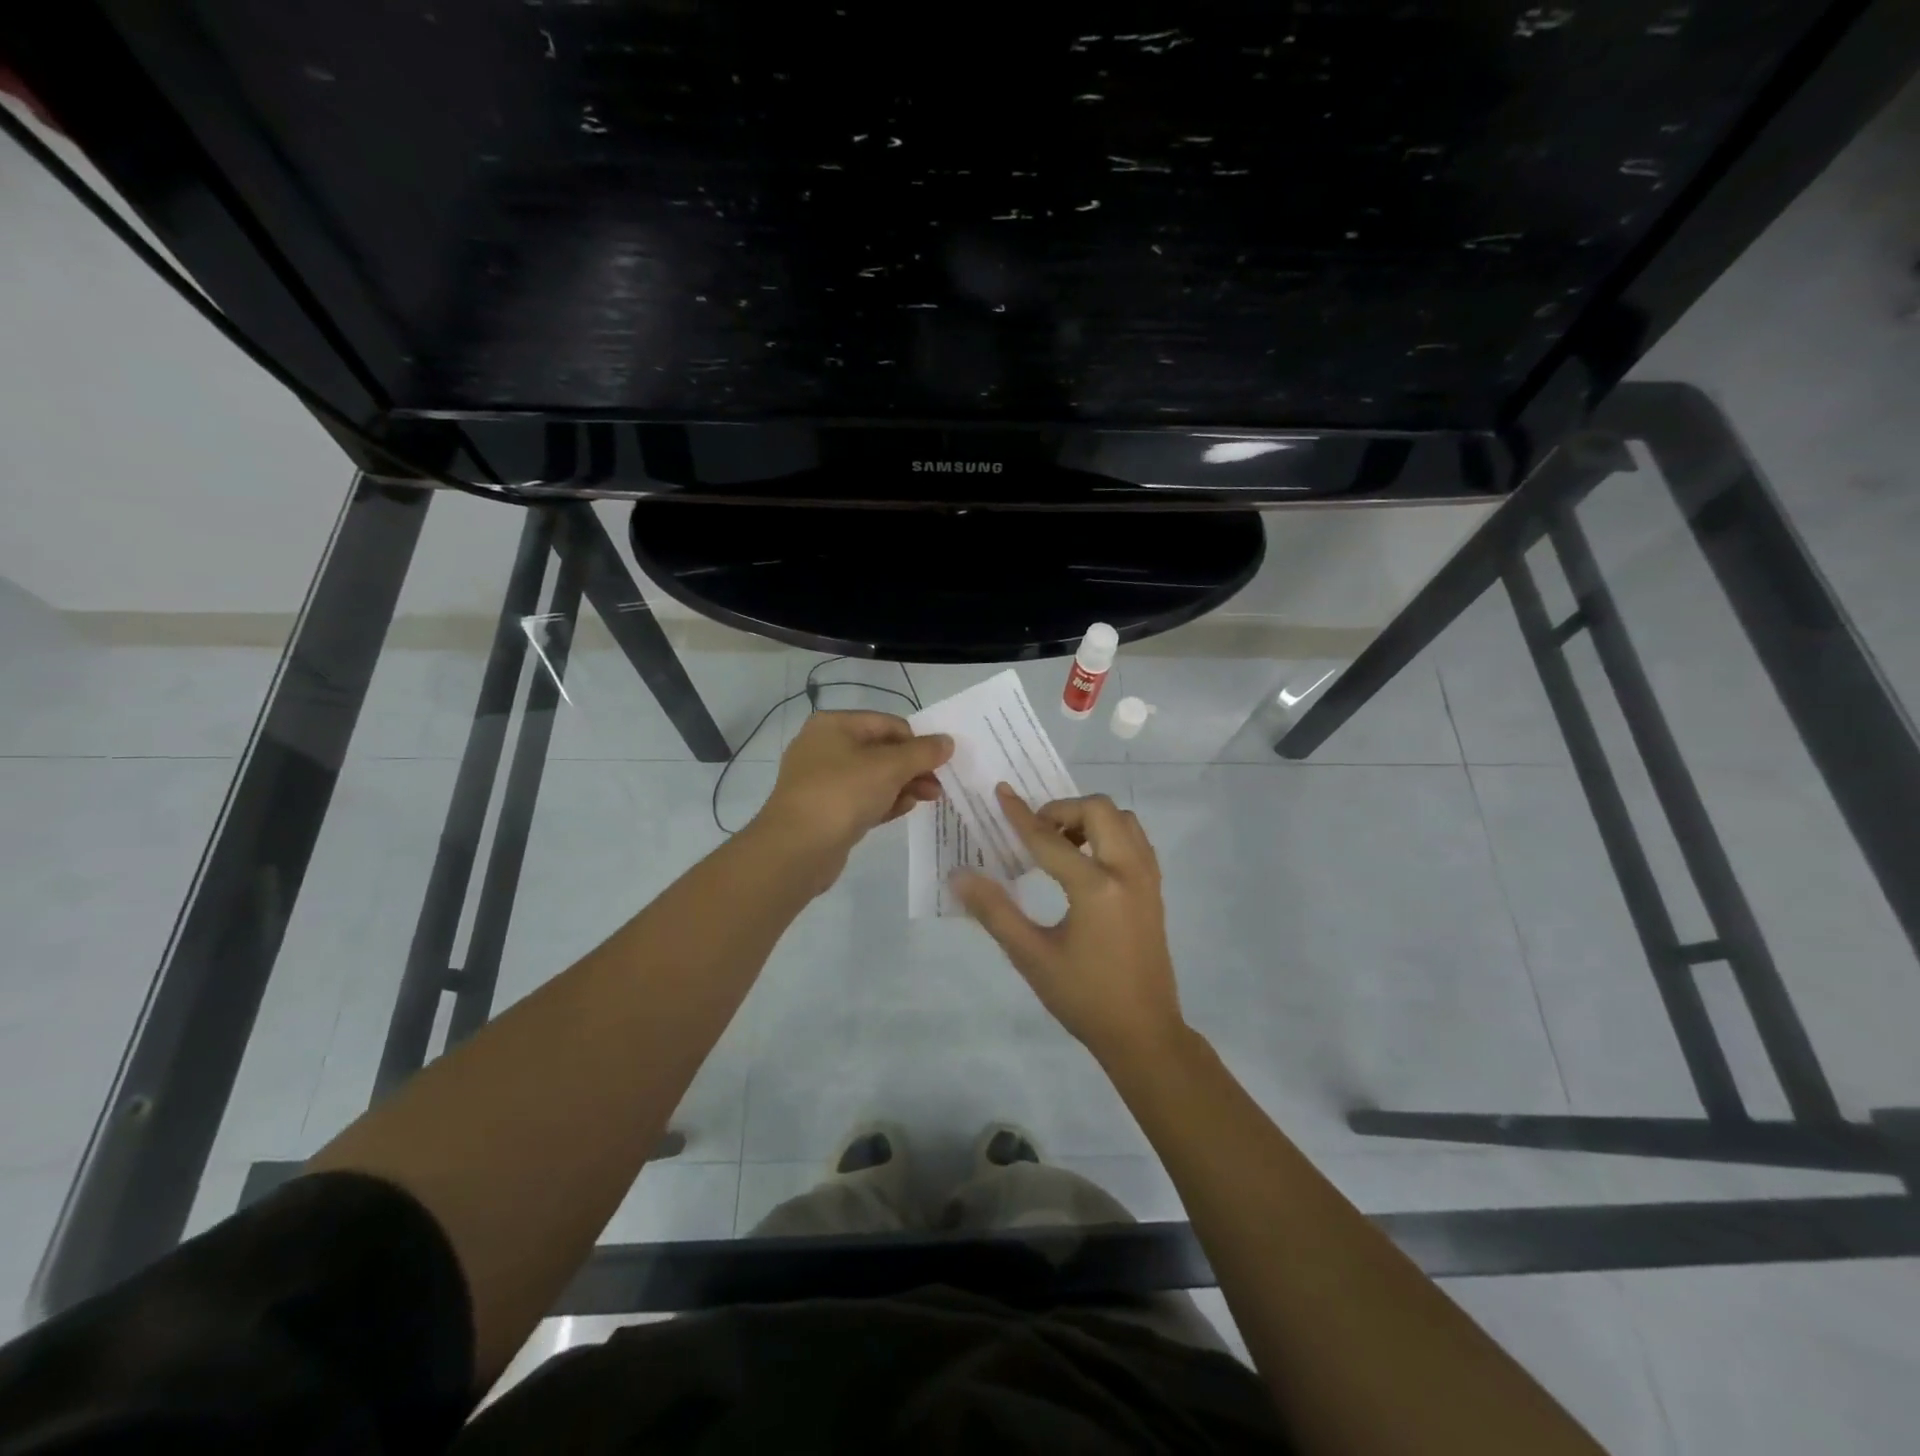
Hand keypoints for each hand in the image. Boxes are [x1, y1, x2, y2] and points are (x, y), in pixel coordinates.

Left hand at [753, 711, 951, 886]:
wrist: (797, 848)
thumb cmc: (843, 794)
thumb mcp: (889, 767)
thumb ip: (922, 752)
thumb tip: (947, 741)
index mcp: (834, 725)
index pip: (888, 723)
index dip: (917, 741)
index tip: (940, 762)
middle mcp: (824, 747)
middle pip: (881, 750)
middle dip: (913, 767)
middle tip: (939, 785)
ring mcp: (822, 780)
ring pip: (873, 777)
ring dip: (903, 785)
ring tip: (930, 798)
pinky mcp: (826, 810)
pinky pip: (862, 799)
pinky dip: (885, 801)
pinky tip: (905, 809)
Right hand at [954, 785, 1183, 1063]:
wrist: (1143, 1033)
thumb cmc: (1083, 997)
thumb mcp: (1031, 956)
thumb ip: (995, 911)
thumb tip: (959, 876)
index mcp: (1096, 888)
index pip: (1050, 839)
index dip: (1021, 816)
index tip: (1001, 792)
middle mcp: (1128, 872)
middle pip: (1099, 810)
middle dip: (1063, 811)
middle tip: (1037, 833)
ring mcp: (1147, 879)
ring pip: (1123, 820)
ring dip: (1090, 819)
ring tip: (1062, 846)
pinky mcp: (1155, 889)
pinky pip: (1135, 840)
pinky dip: (1110, 834)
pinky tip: (1086, 863)